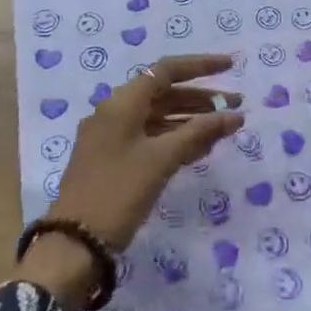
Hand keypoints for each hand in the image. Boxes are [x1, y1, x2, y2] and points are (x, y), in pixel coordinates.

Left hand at [20, 55, 242, 310]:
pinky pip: (150, 139)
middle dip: (201, 98)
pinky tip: (201, 150)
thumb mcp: (161, 160)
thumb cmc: (118, 192)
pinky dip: (176, 139)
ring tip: (224, 130)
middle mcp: (115, 113)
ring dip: (191, 120)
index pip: (166, 71)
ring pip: (158, 118)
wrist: (74, 244)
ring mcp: (112, 138)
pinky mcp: (113, 161)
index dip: (200, 66)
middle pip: (164, 94)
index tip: (231, 66)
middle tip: (236, 106)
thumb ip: (199, 133)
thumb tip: (234, 115)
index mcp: (121, 103)